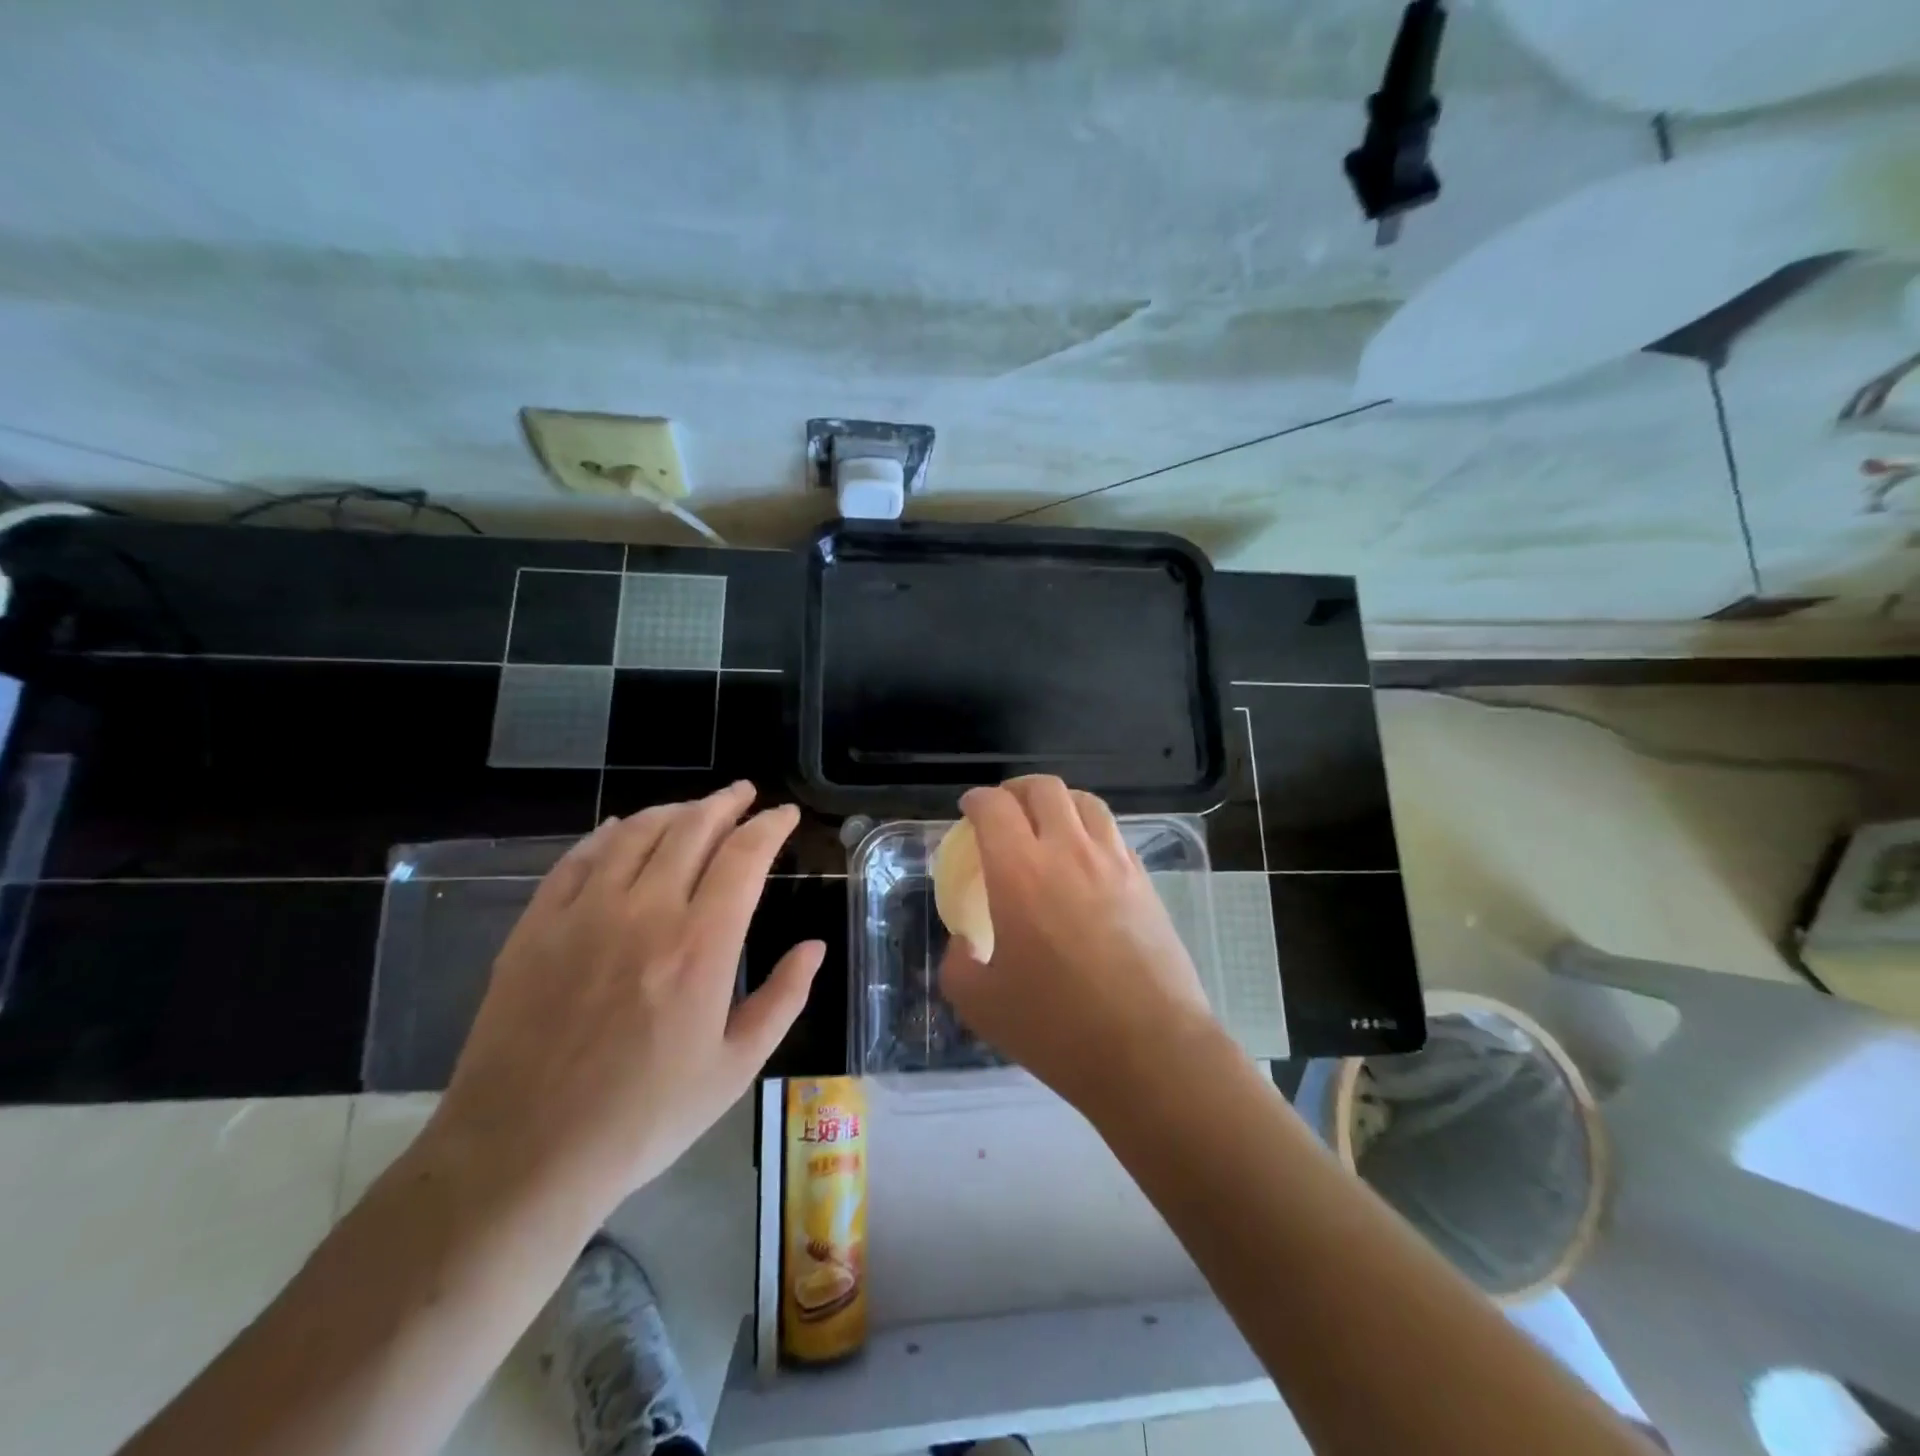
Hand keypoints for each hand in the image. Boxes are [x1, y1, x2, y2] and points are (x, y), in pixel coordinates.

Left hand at [429, 783, 822, 1217]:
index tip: (785, 815)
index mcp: (701, 946)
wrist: (522, 1157)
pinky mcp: (536, 927)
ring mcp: (584, 914)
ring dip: (674, 810)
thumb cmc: (643, 1119)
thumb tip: (814, 947)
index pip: (744, 856)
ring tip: (695, 809)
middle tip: (745, 794)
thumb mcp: (735, 1069)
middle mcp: (645, 912)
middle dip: (726, 803)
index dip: (769, 826)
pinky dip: (609, 834)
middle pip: (692, 828)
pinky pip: (578, 858)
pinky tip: (622, 829)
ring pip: (637, 832)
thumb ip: (783, 999)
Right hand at [939, 776, 1214, 1113]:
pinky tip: (1085, 859)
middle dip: (1016, 789)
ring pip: (1085, 802)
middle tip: (1004, 810)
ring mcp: (1114, 863)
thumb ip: (958, 964)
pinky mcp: (1145, 881)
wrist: (1149, 1051)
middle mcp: (1068, 852)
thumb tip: (963, 943)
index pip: (994, 807)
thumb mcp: (981, 1005)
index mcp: (1020, 872)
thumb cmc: (1057, 1028)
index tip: (968, 810)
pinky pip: (1113, 834)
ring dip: (1058, 802)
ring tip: (1047, 824)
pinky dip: (1090, 830)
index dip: (976, 800)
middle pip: (1043, 788)